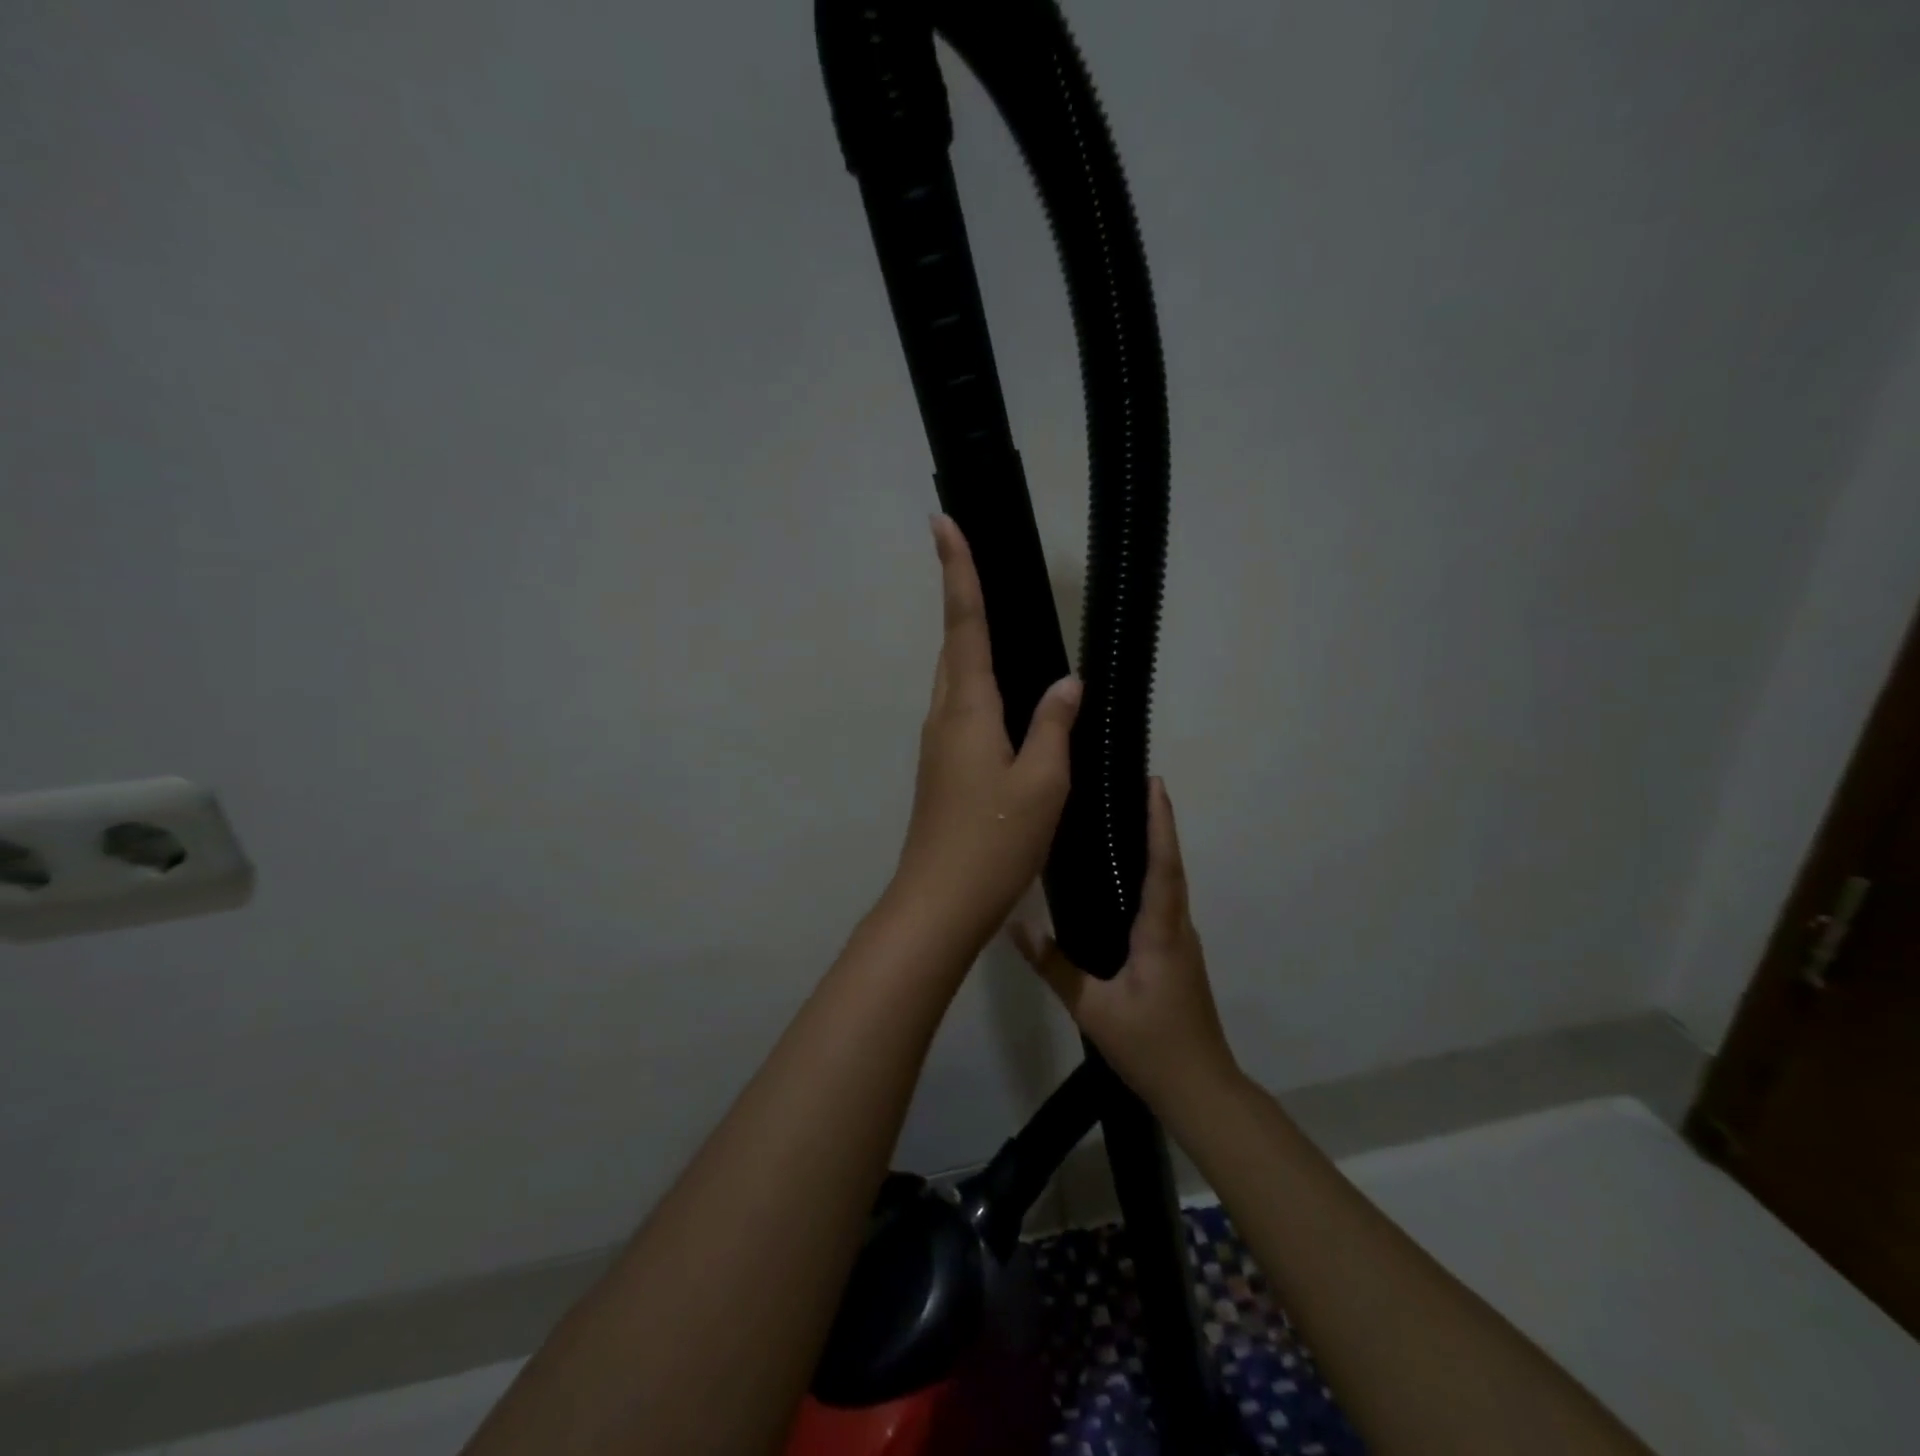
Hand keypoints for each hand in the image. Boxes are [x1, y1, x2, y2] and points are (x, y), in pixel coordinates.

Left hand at [887, 515, 1081, 954]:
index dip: (958, 571)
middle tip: (976, 559)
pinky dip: (980, 687)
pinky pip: (963, 710)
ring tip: (998, 620)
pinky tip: (1008, 700)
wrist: (940, 903)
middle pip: (954, 646)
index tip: (943, 522)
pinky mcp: (942, 769)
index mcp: (967, 709)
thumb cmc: (993, 840)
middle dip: (962, 598)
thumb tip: (1067, 683)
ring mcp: (937, 745)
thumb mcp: (1042, 783)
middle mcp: (944, 717)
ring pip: (956, 680)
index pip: (964, 624)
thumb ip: (1054, 726)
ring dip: (970, 644)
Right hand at [1011, 778, 1239, 1112]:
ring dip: (1157, 847)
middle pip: (1171, 866)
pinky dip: (1153, 875)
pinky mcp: (1178, 956)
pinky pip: (1165, 903)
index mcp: (1161, 933)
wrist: (1201, 1089)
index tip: (1154, 785)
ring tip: (1126, 820)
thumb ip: (1055, 967)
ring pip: (1170, 884)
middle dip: (1158, 824)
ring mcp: (1182, 943)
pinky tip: (1127, 878)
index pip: (1164, 866)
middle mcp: (1178, 929)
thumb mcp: (1093, 1010)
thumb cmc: (1150, 1047)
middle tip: (1133, 787)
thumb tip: (1017, 925)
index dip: (1160, 824)